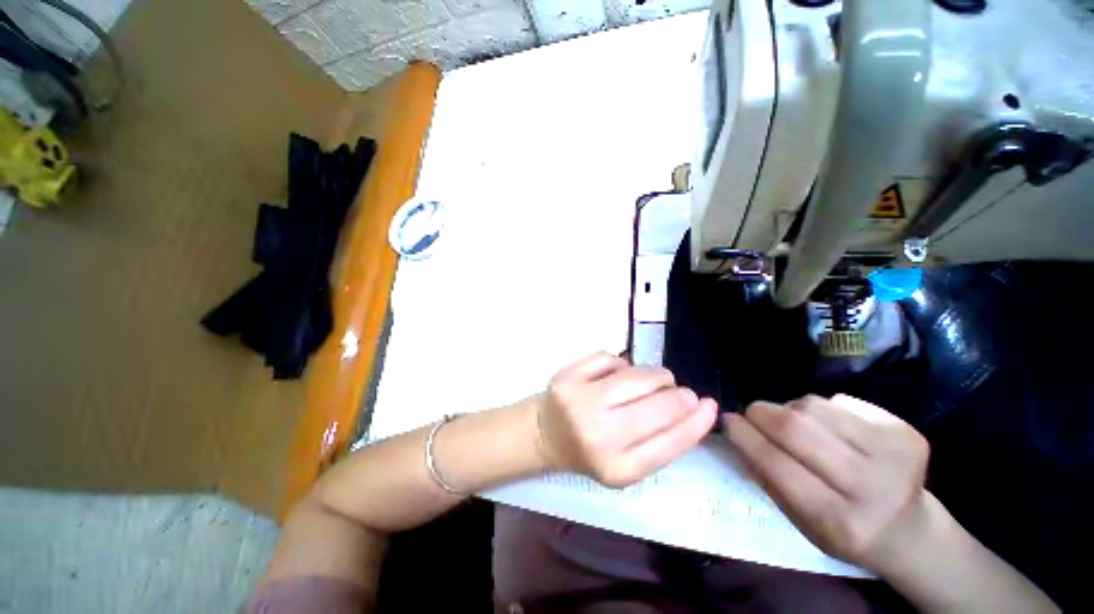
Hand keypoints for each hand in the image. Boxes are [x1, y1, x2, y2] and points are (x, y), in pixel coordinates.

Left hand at [535, 353, 717, 487]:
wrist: (544, 434)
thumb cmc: (589, 452)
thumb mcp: (626, 464)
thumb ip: (659, 442)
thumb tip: (695, 408)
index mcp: (616, 469)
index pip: (670, 442)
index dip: (697, 422)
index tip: (711, 405)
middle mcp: (598, 435)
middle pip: (658, 405)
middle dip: (679, 395)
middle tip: (682, 392)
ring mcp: (580, 401)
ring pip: (638, 375)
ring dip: (656, 376)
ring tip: (656, 381)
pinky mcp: (568, 376)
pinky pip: (612, 358)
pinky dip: (624, 364)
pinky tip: (620, 375)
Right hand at [724, 394, 929, 572]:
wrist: (908, 530)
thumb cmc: (843, 529)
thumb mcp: (798, 519)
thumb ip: (765, 474)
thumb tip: (735, 429)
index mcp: (840, 521)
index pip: (777, 464)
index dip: (745, 436)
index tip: (728, 420)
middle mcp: (872, 487)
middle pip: (796, 428)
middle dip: (762, 413)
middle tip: (751, 413)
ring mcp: (895, 454)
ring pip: (815, 407)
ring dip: (790, 409)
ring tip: (791, 423)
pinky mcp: (905, 431)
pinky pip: (839, 401)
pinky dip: (820, 409)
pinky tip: (827, 427)